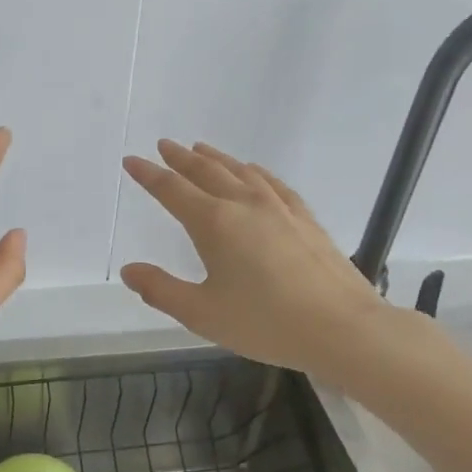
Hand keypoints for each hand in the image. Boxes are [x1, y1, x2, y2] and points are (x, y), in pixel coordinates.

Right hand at [120, 141, 386, 381]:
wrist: (342, 327)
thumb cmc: (265, 323)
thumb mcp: (202, 314)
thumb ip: (161, 290)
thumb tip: (129, 270)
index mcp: (214, 223)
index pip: (172, 190)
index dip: (148, 175)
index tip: (131, 160)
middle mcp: (244, 205)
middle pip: (206, 172)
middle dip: (181, 158)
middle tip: (164, 144)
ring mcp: (278, 208)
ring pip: (239, 172)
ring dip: (215, 158)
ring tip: (201, 149)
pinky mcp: (304, 217)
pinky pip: (271, 182)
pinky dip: (253, 171)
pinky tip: (253, 172)